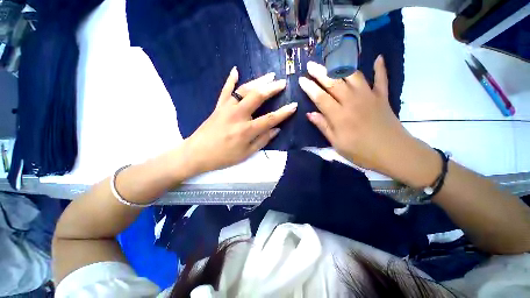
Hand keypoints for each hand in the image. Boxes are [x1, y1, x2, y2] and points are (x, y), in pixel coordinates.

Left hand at [183, 67, 296, 173]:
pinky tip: (235, 69)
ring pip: (244, 90)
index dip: (283, 113)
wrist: (197, 153)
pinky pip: (225, 90)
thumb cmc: (223, 157)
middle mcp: (238, 115)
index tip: (294, 105)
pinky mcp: (218, 106)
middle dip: (272, 88)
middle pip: (257, 97)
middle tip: (282, 83)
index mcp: (246, 130)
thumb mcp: (246, 153)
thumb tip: (276, 130)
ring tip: (269, 75)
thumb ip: (262, 140)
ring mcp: (226, 108)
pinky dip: (230, 79)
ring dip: (258, 81)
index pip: (269, 118)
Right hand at [299, 57, 439, 186]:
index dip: (309, 88)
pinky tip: (378, 58)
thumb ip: (323, 126)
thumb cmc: (361, 152)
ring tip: (331, 61)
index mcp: (339, 115)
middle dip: (320, 72)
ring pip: (353, 76)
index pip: (320, 97)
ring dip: (341, 67)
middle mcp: (352, 101)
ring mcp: (369, 96)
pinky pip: (381, 79)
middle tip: (310, 65)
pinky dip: (380, 68)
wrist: (393, 153)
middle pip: (334, 82)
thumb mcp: (337, 143)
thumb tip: (310, 114)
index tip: (301, 80)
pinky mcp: (382, 97)